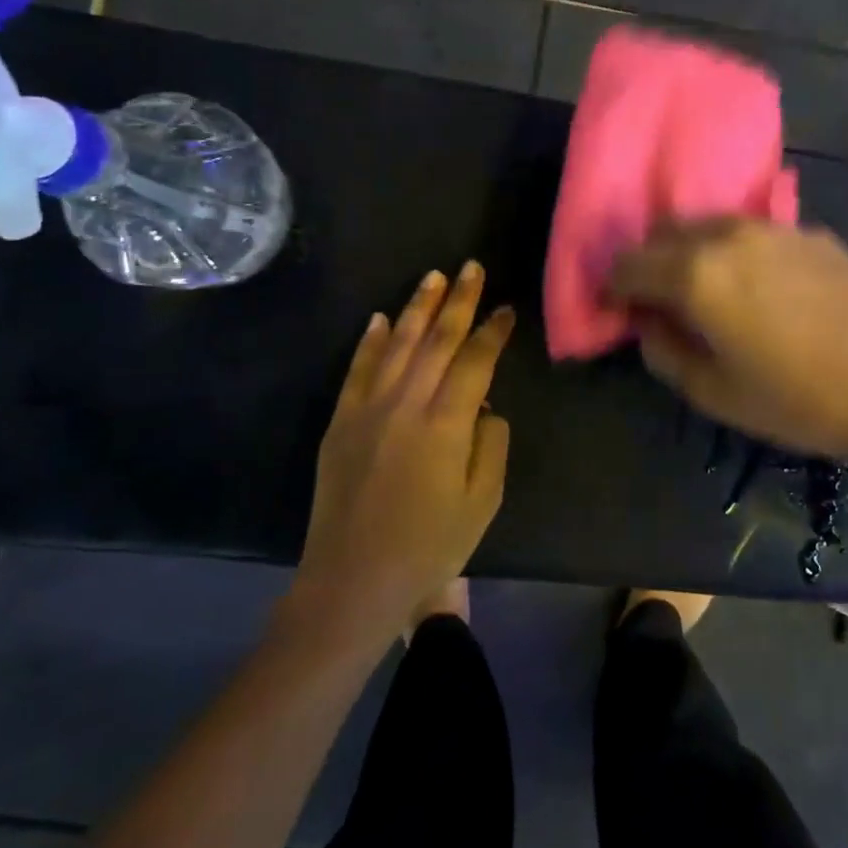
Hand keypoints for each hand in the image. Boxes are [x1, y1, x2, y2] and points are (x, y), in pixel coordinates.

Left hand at [291, 262, 514, 653]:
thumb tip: (485, 407)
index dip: (493, 331)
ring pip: (398, 344)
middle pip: (437, 340)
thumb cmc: (429, 546)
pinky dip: (372, 341)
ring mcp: (367, 409)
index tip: (507, 308)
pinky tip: (382, 318)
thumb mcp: (482, 501)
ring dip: (418, 307)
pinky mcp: (341, 421)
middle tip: (472, 267)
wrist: (353, 580)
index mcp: (445, 423)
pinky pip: (358, 369)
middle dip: (458, 301)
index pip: (475, 360)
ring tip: (434, 276)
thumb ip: (490, 444)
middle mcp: (405, 403)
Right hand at [607, 219, 847, 462]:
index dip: (613, 288)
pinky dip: (733, 252)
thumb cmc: (799, 401)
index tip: (618, 311)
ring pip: (708, 226)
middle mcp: (726, 235)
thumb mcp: (715, 394)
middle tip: (658, 303)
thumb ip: (665, 352)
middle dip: (649, 264)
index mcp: (695, 274)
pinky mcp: (808, 233)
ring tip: (706, 293)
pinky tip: (758, 289)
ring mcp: (772, 228)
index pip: (628, 264)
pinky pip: (750, 233)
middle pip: (664, 233)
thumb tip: (647, 323)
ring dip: (691, 252)